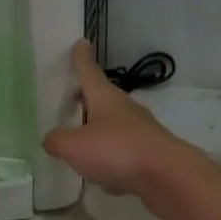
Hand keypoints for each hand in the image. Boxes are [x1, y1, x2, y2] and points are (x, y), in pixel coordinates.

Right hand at [43, 40, 205, 211]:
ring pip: (113, 126)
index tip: (80, 43)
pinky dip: (111, 158)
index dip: (81, 58)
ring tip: (80, 141)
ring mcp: (140, 131)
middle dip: (87, 97)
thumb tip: (52, 139)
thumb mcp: (74, 146)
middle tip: (71, 98)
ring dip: (98, 130)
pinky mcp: (149, 155)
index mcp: (105, 98)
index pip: (88, 71)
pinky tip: (102, 174)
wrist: (168, 176)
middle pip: (102, 98)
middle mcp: (124, 109)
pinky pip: (123, 152)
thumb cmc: (117, 150)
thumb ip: (57, 140)